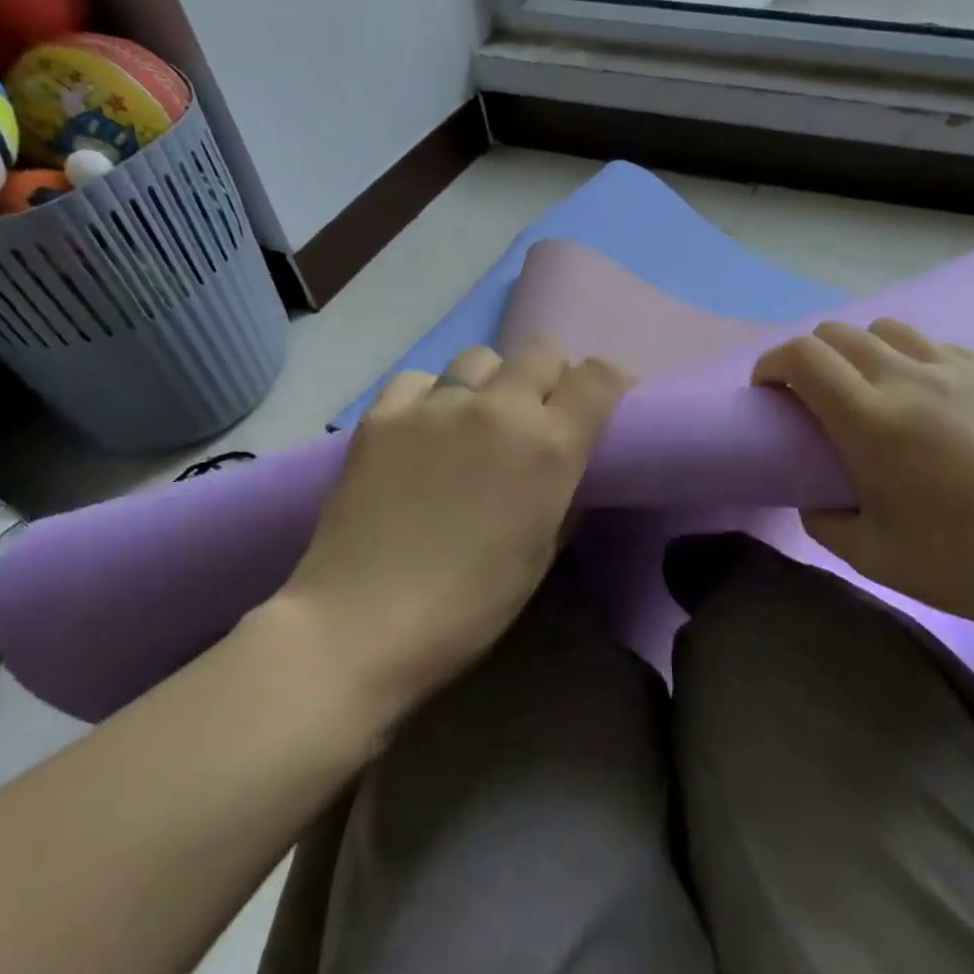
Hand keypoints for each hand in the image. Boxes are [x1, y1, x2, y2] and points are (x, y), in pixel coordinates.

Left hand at [282, 337, 630, 705]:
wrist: (362, 623)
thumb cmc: (470, 604)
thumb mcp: (541, 552)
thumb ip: (565, 495)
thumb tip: (567, 466)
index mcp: (549, 447)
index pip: (598, 377)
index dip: (610, 381)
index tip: (604, 402)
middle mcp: (499, 408)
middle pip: (542, 351)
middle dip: (551, 375)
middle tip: (538, 414)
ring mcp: (436, 405)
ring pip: (480, 358)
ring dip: (492, 382)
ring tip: (475, 421)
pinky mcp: (383, 413)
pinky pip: (420, 380)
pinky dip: (432, 397)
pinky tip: (423, 431)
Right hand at [752, 319, 973, 641]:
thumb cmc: (965, 565)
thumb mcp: (872, 555)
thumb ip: (823, 519)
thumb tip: (815, 496)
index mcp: (872, 421)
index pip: (802, 357)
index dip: (772, 364)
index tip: (768, 391)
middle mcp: (911, 378)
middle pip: (840, 332)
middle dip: (811, 356)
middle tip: (814, 396)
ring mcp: (963, 369)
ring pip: (890, 329)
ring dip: (863, 352)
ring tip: (873, 391)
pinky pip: (942, 348)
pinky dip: (917, 363)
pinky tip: (936, 403)